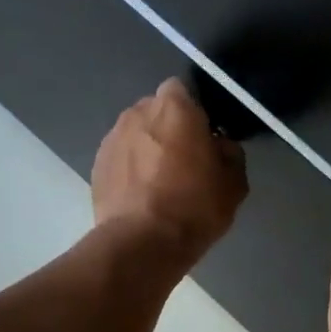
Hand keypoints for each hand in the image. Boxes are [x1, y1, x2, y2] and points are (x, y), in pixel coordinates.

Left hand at [92, 79, 246, 261]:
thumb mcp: (233, 183)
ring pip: (136, 134)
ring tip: (159, 182)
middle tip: (183, 160)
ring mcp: (112, 138)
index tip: (204, 136)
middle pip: (156, 110)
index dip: (194, 111)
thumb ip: (230, 153)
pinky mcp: (96, 165)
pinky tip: (141, 196)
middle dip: (168, 128)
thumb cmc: (194, 206)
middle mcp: (138, 112)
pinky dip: (129, 169)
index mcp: (174, 107)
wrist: (141, 242)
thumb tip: (220, 145)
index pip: (183, 89)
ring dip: (146, 148)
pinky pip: (120, 157)